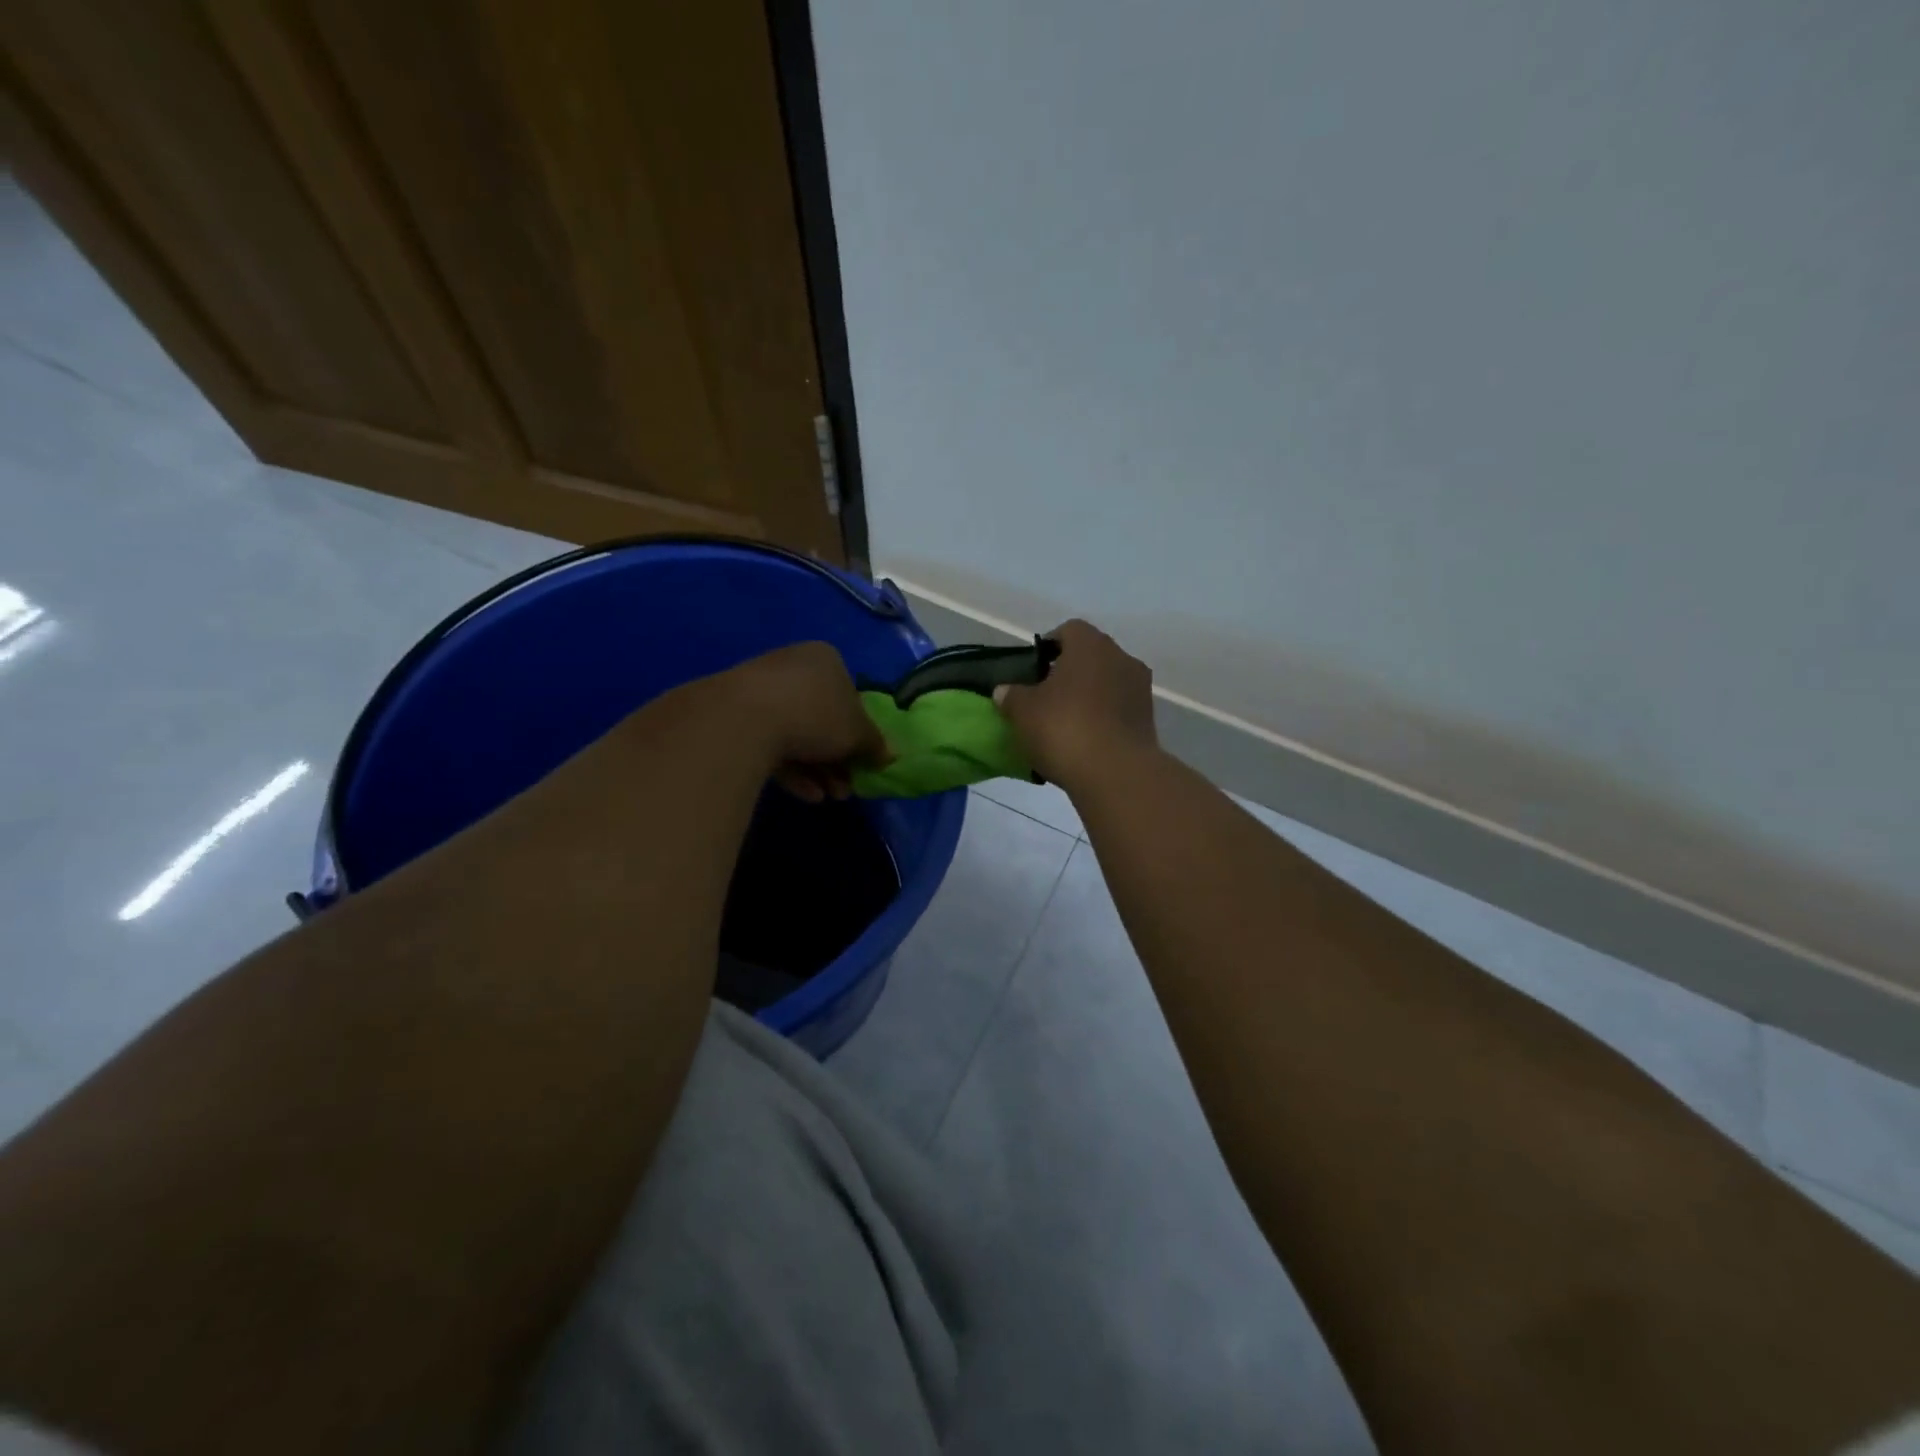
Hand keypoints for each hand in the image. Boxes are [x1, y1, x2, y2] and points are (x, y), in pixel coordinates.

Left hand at [715, 641, 889, 801]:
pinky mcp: (736, 717)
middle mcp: (792, 667)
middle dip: (837, 759)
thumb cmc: (816, 714)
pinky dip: (791, 770)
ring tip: (829, 797)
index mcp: (824, 660)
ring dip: (818, 770)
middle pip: (822, 719)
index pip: (849, 696)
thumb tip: (888, 755)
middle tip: (846, 788)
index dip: (859, 732)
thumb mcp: (858, 733)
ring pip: (797, 735)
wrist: (745, 719)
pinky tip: (806, 795)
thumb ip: (874, 744)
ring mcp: (760, 691)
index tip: (862, 761)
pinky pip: (770, 744)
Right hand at [995, 620, 1156, 792]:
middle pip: (1090, 657)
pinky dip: (1102, 719)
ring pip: (1106, 684)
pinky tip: (1084, 742)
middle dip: (1068, 673)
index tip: (1032, 670)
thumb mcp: (1023, 712)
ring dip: (1087, 697)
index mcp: (1090, 645)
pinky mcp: (1148, 720)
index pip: (1068, 630)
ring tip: (1064, 723)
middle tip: (1044, 697)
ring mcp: (1140, 689)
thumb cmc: (1064, 728)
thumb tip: (1004, 690)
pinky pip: (1117, 710)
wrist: (1116, 774)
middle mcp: (1121, 658)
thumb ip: (1012, 696)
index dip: (1048, 647)